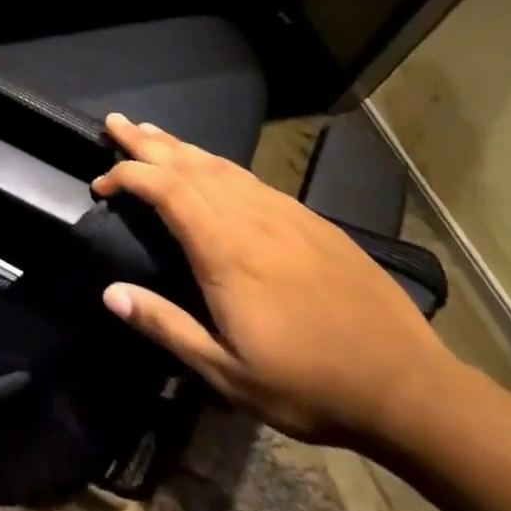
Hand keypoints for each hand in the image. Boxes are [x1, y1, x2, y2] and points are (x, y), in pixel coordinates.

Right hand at [94, 114, 457, 447]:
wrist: (410, 388)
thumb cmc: (309, 384)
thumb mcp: (228, 373)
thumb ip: (166, 327)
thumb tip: (110, 293)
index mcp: (224, 248)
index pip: (163, 188)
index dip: (125, 176)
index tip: (100, 185)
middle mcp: (249, 217)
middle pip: (187, 164)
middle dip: (145, 141)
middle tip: (114, 122)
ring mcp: (282, 213)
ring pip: (219, 165)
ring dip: (179, 146)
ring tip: (151, 132)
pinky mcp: (308, 220)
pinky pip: (249, 178)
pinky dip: (217, 163)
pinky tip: (210, 165)